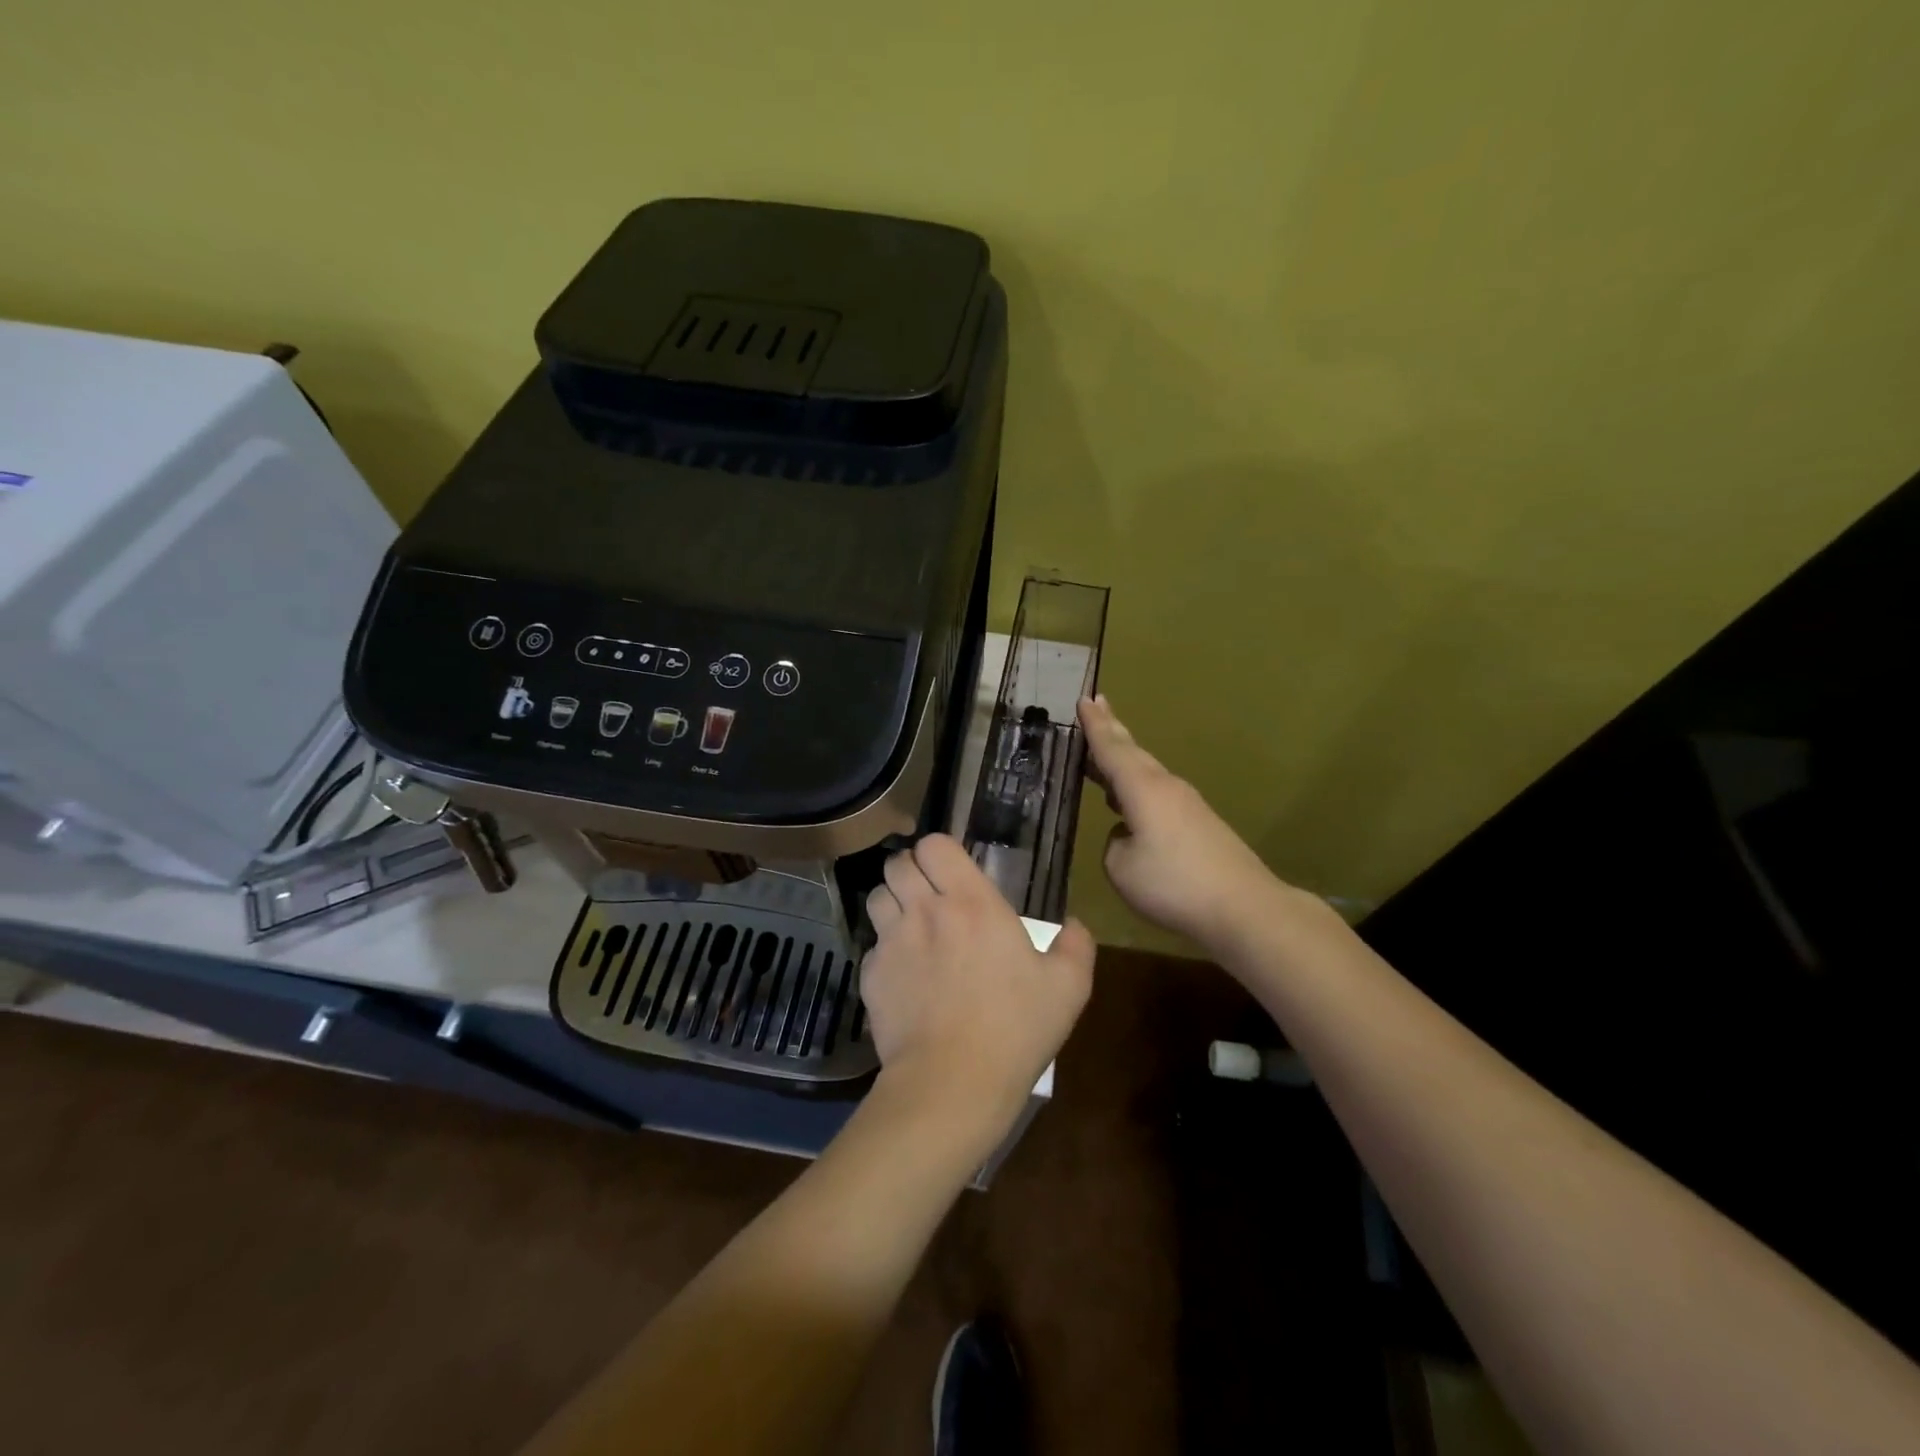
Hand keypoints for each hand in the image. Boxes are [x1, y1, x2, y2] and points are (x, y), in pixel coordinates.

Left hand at [862, 834, 1095, 1150]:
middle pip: (897, 863)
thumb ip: (1076, 947)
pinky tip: (904, 974)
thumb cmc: (1014, 1028)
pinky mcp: (872, 976)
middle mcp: (925, 911)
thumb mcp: (1067, 988)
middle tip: (930, 894)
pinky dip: (885, 950)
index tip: (953, 871)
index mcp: (971, 902)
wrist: (952, 1083)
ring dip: (893, 902)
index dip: (939, 851)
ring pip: (877, 897)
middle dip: (911, 871)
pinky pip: (872, 945)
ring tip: (911, 925)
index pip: (934, 845)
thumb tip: (1074, 924)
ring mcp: (892, 942)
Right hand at [1079, 694, 1287, 951]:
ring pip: (1146, 773)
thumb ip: (1114, 844)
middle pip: (1132, 753)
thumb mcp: (1121, 868)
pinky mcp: (1199, 824)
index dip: (1094, 725)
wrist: (1244, 907)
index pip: (1111, 749)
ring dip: (1123, 761)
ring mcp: (1186, 804)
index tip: (1084, 698)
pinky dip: (1136, 788)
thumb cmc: (1174, 884)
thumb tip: (1127, 834)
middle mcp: (1165, 787)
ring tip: (1101, 757)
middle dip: (1111, 731)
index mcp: (1142, 789)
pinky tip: (1128, 805)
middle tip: (1095, 706)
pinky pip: (1158, 795)